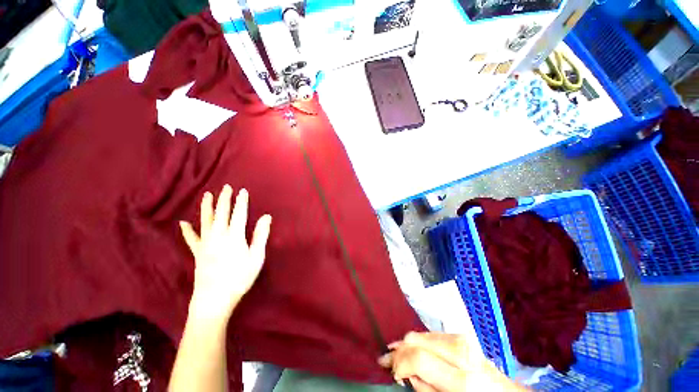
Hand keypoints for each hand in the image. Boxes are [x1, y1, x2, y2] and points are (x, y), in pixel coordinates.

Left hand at [180, 185, 271, 323]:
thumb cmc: (240, 277)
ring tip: (206, 196)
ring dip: (207, 207)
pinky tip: (183, 223)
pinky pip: (191, 239)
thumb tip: (266, 216)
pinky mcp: (197, 253)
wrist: (214, 299)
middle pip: (222, 213)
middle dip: (224, 199)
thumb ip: (261, 235)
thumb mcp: (256, 257)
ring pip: (206, 221)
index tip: (242, 191)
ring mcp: (205, 244)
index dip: (241, 201)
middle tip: (225, 187)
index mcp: (234, 236)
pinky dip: (187, 231)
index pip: (239, 214)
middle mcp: (218, 235)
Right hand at [378, 332, 525, 391]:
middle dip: (400, 349)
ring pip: (423, 334)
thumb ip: (426, 389)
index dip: (399, 361)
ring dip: (407, 343)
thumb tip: (406, 373)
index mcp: (462, 379)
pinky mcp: (463, 336)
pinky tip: (413, 347)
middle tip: (387, 359)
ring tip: (396, 352)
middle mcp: (462, 353)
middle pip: (418, 340)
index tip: (389, 369)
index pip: (418, 358)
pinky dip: (419, 340)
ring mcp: (464, 340)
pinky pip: (433, 334)